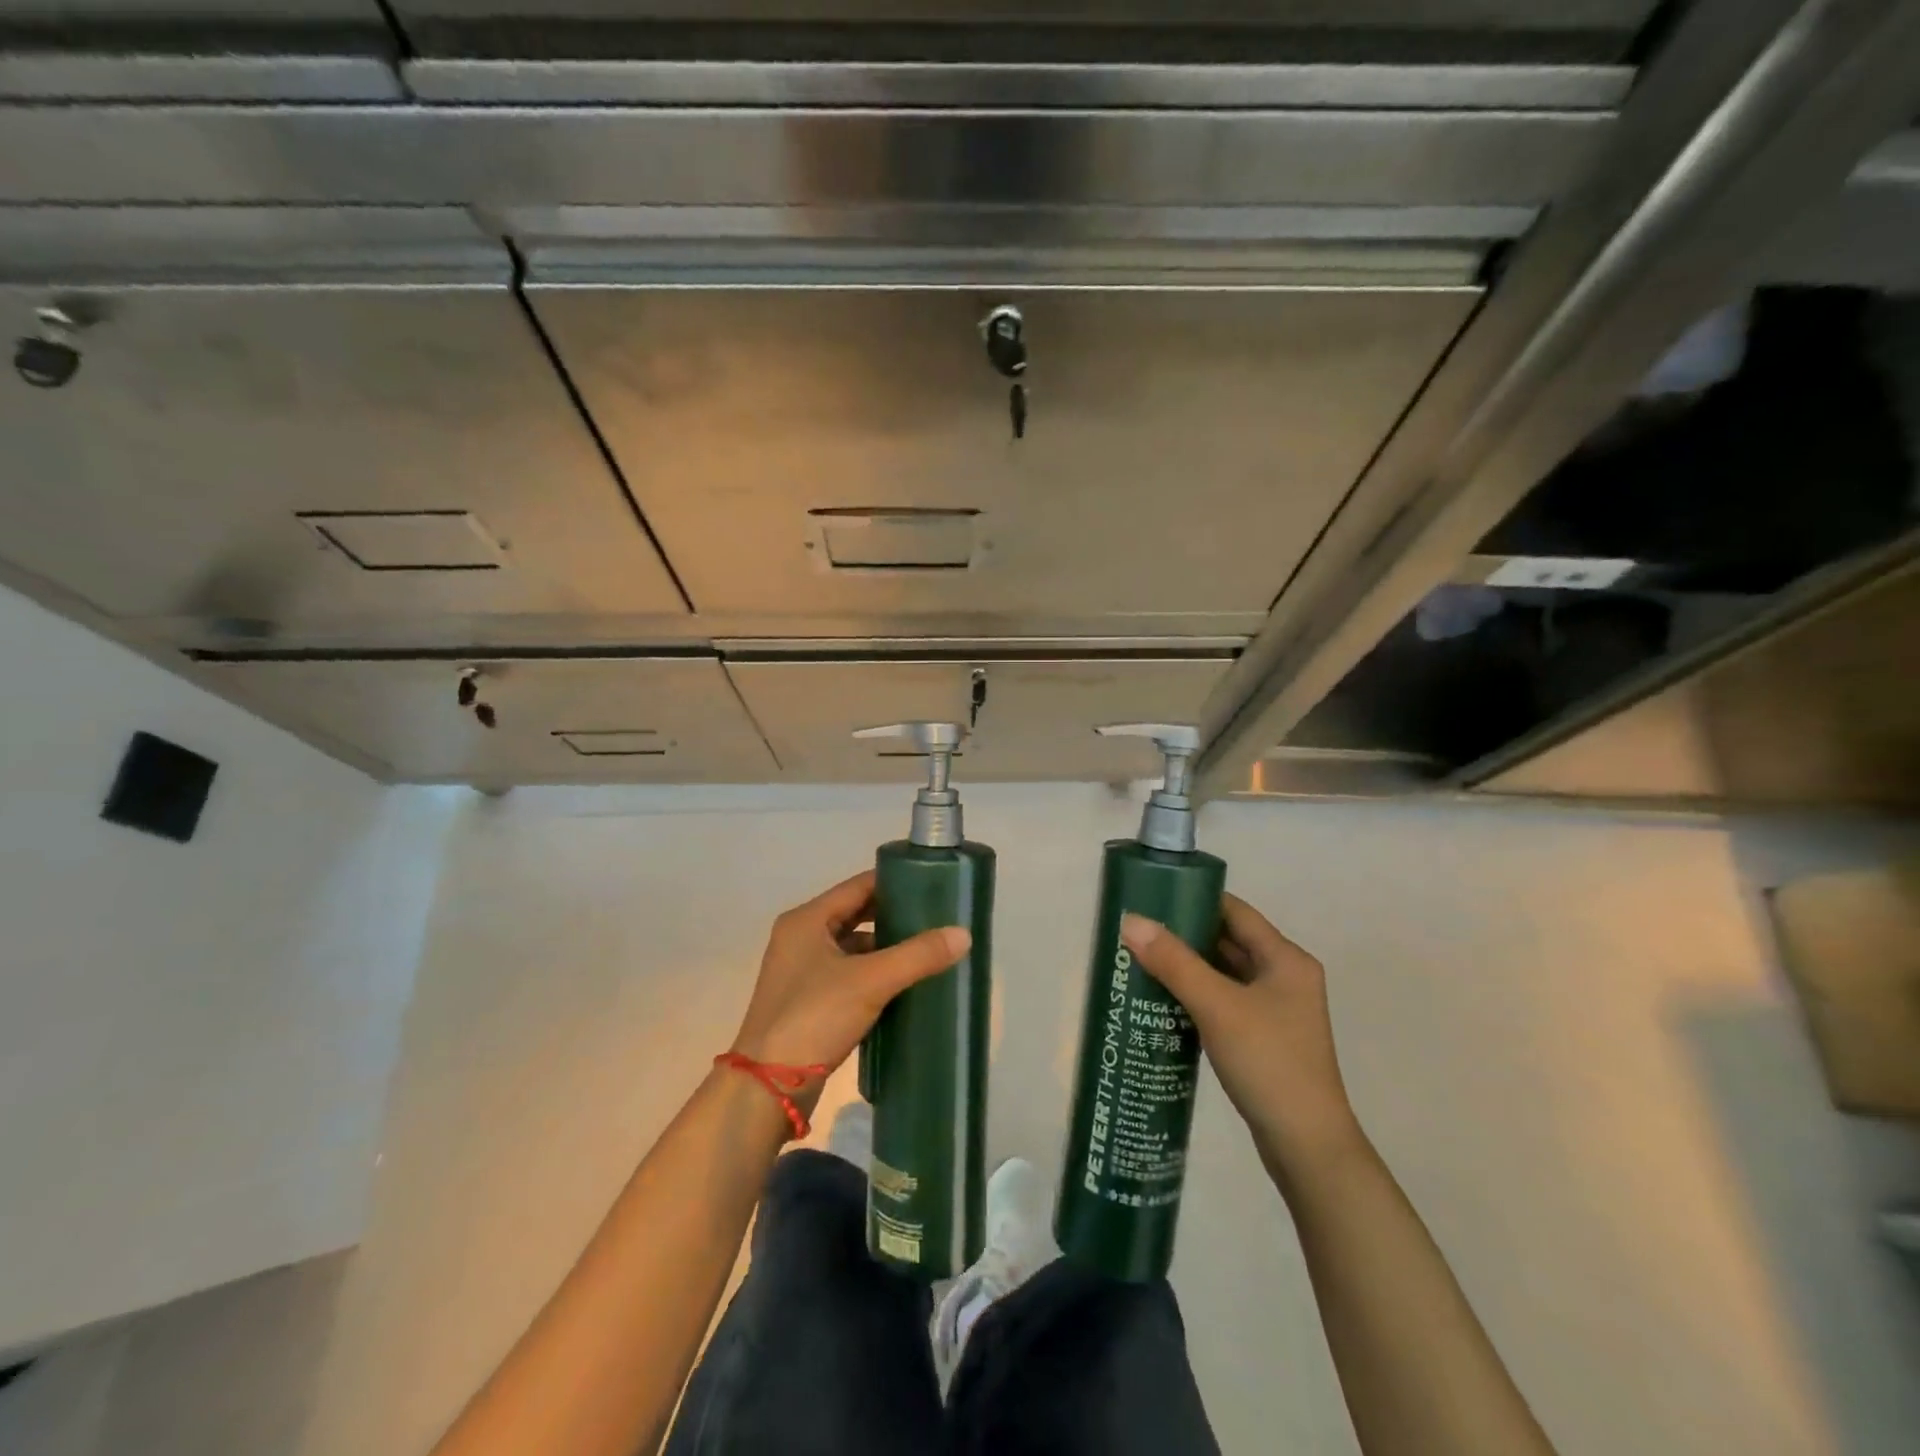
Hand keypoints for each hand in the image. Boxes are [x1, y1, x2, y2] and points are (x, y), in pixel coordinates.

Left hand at [731, 870, 969, 1086]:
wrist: (766, 1088)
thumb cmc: (813, 1017)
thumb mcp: (870, 981)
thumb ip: (917, 955)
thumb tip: (964, 934)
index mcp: (807, 920)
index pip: (858, 886)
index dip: (894, 882)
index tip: (932, 885)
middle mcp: (801, 938)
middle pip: (856, 915)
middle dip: (894, 917)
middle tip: (936, 918)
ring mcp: (802, 972)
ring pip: (853, 948)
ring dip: (886, 949)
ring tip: (928, 950)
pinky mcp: (808, 1003)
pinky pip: (849, 976)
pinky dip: (875, 976)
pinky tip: (905, 985)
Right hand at [1121, 895, 1362, 1180]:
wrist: (1306, 1147)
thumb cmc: (1268, 1063)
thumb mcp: (1217, 1006)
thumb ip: (1174, 962)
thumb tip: (1131, 921)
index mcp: (1286, 959)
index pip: (1235, 911)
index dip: (1194, 899)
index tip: (1152, 897)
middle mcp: (1285, 977)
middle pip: (1228, 940)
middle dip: (1184, 934)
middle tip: (1137, 930)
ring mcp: (1275, 1010)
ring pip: (1224, 973)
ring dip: (1187, 967)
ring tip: (1140, 960)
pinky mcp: (1263, 1037)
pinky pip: (1224, 1001)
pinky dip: (1196, 995)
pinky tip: (1162, 1001)